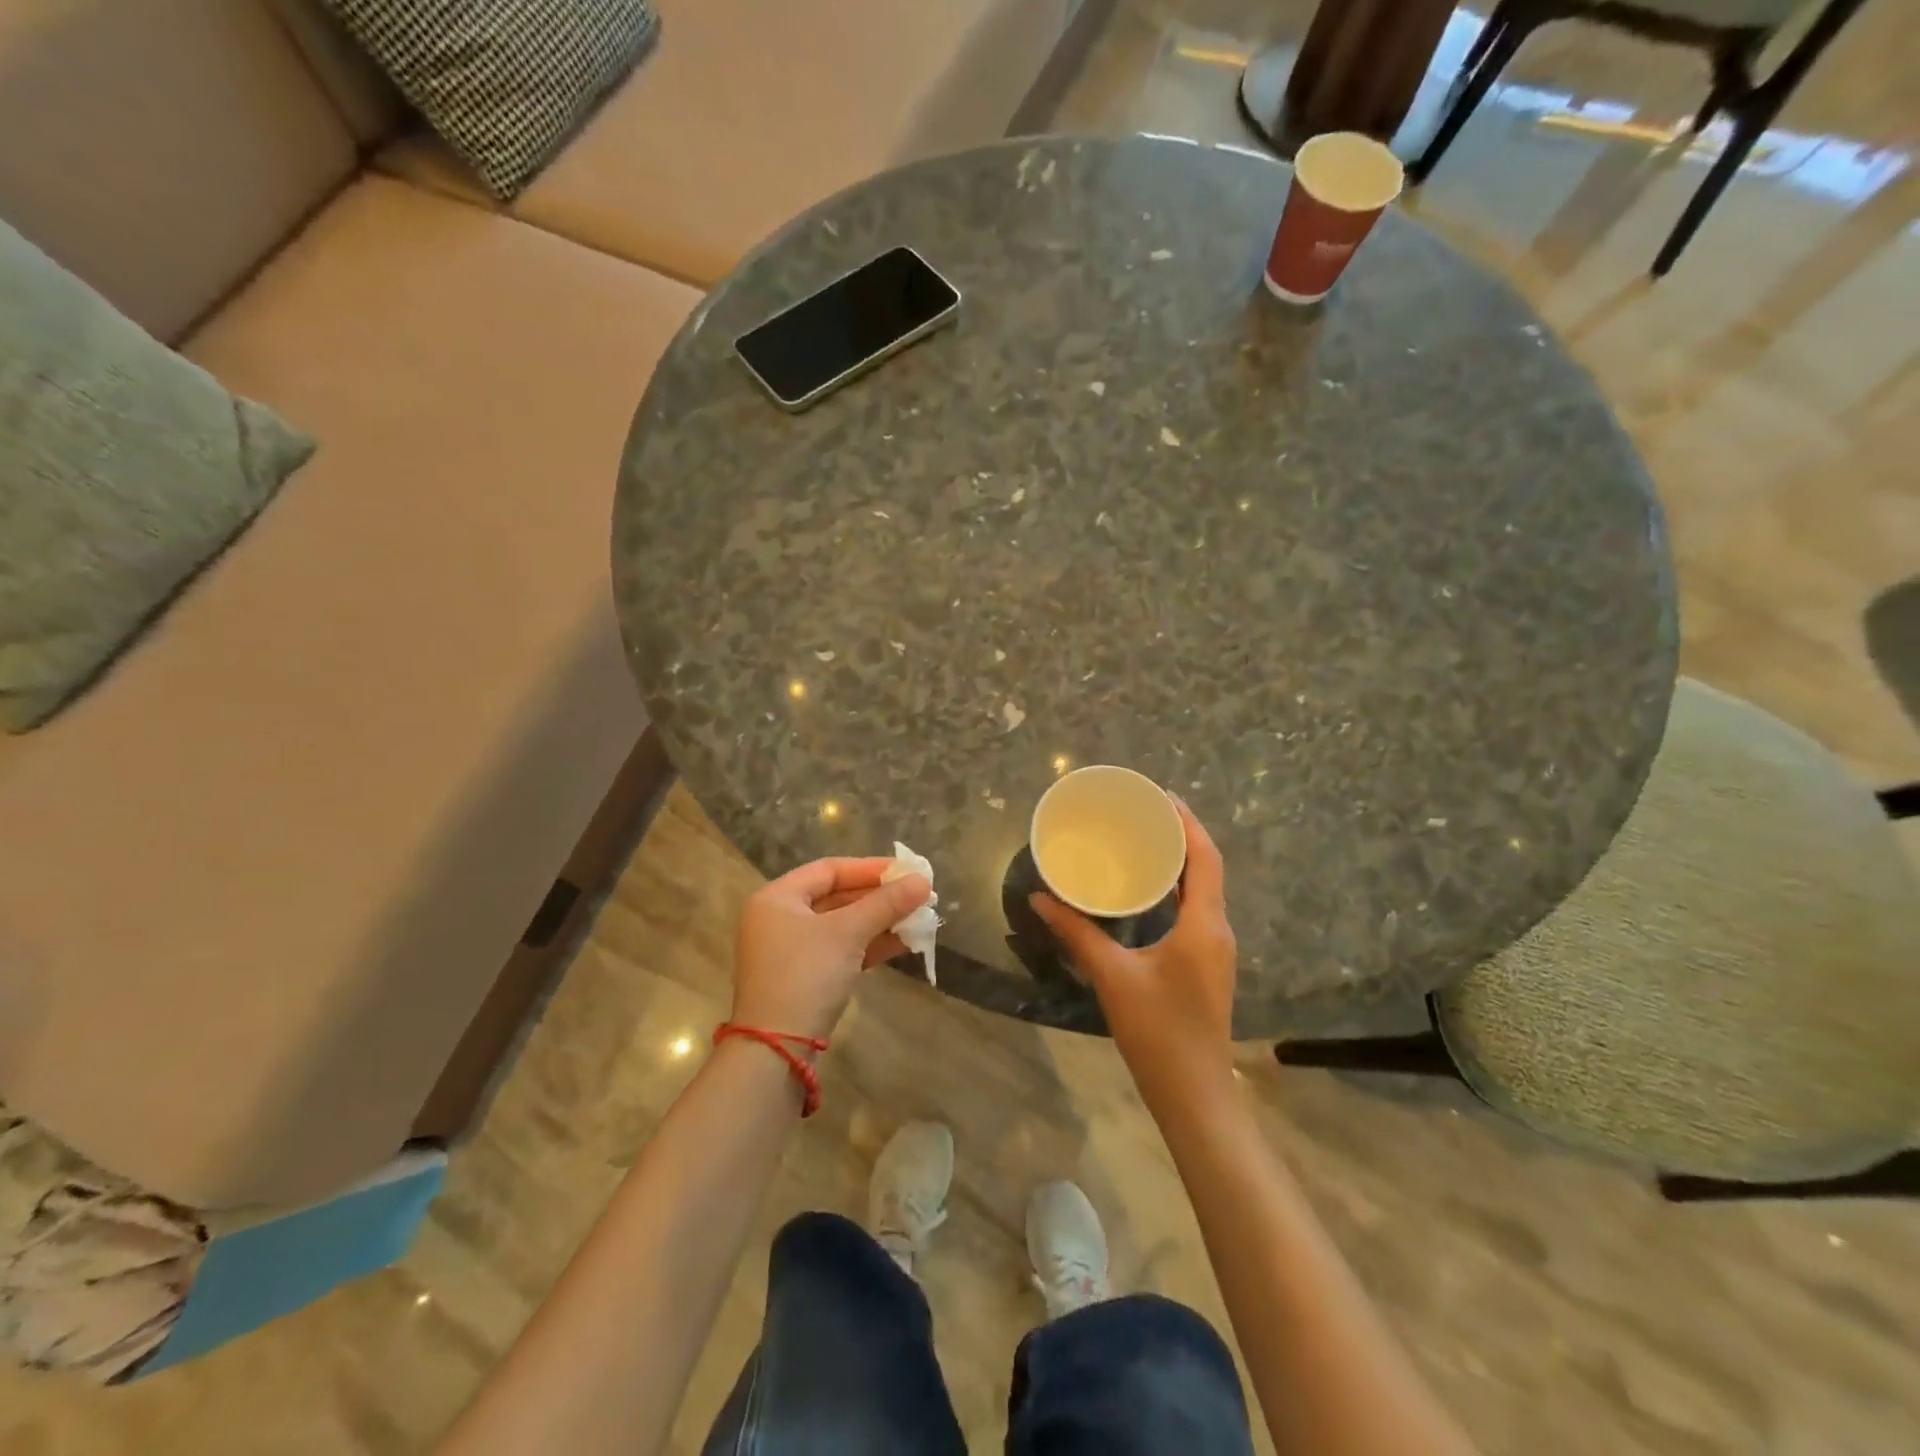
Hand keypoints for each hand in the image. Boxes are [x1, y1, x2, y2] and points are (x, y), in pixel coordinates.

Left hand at [732, 857, 931, 1040]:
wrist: (776, 1049)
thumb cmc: (806, 975)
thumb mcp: (848, 933)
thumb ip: (886, 904)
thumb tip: (923, 881)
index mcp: (777, 897)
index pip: (829, 870)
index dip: (870, 868)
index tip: (907, 871)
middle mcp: (779, 919)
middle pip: (836, 896)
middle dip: (879, 897)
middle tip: (918, 895)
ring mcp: (790, 951)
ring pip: (842, 925)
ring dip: (880, 921)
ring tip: (919, 918)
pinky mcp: (804, 979)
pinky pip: (841, 950)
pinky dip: (869, 945)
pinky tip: (904, 943)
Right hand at [1031, 799, 1236, 1097]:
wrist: (1194, 1094)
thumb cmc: (1158, 1031)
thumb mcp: (1112, 976)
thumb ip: (1077, 933)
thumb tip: (1041, 898)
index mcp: (1204, 923)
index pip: (1204, 857)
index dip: (1187, 822)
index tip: (1160, 796)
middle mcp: (1218, 929)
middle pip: (1207, 868)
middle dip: (1181, 836)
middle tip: (1144, 813)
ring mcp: (1215, 949)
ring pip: (1203, 890)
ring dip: (1181, 863)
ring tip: (1144, 841)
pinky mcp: (1206, 964)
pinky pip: (1196, 910)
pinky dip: (1176, 889)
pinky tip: (1148, 891)